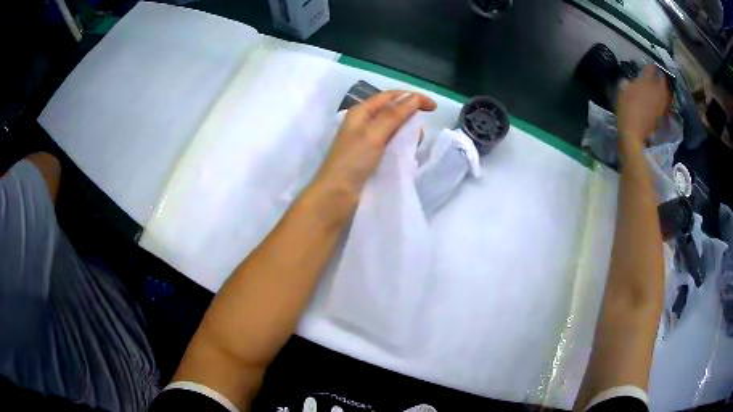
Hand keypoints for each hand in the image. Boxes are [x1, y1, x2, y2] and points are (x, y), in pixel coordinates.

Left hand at [312, 90, 436, 198]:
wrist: (336, 195)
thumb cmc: (353, 161)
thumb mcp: (374, 134)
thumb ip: (395, 115)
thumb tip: (414, 98)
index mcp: (361, 112)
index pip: (390, 96)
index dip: (412, 97)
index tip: (433, 108)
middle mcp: (363, 122)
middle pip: (392, 110)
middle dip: (410, 115)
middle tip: (421, 132)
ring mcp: (366, 140)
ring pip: (393, 128)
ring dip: (406, 131)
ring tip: (415, 144)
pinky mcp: (370, 156)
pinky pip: (390, 143)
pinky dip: (401, 144)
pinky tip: (407, 153)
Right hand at [617, 65, 671, 153]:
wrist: (635, 134)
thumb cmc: (628, 109)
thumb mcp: (623, 89)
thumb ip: (629, 81)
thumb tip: (632, 80)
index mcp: (648, 80)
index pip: (651, 67)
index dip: (649, 66)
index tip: (647, 67)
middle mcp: (658, 89)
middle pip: (662, 79)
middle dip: (659, 77)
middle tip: (655, 77)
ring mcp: (663, 103)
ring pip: (666, 91)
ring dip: (663, 89)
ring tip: (658, 88)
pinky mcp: (664, 115)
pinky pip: (665, 102)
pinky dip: (663, 100)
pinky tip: (658, 101)